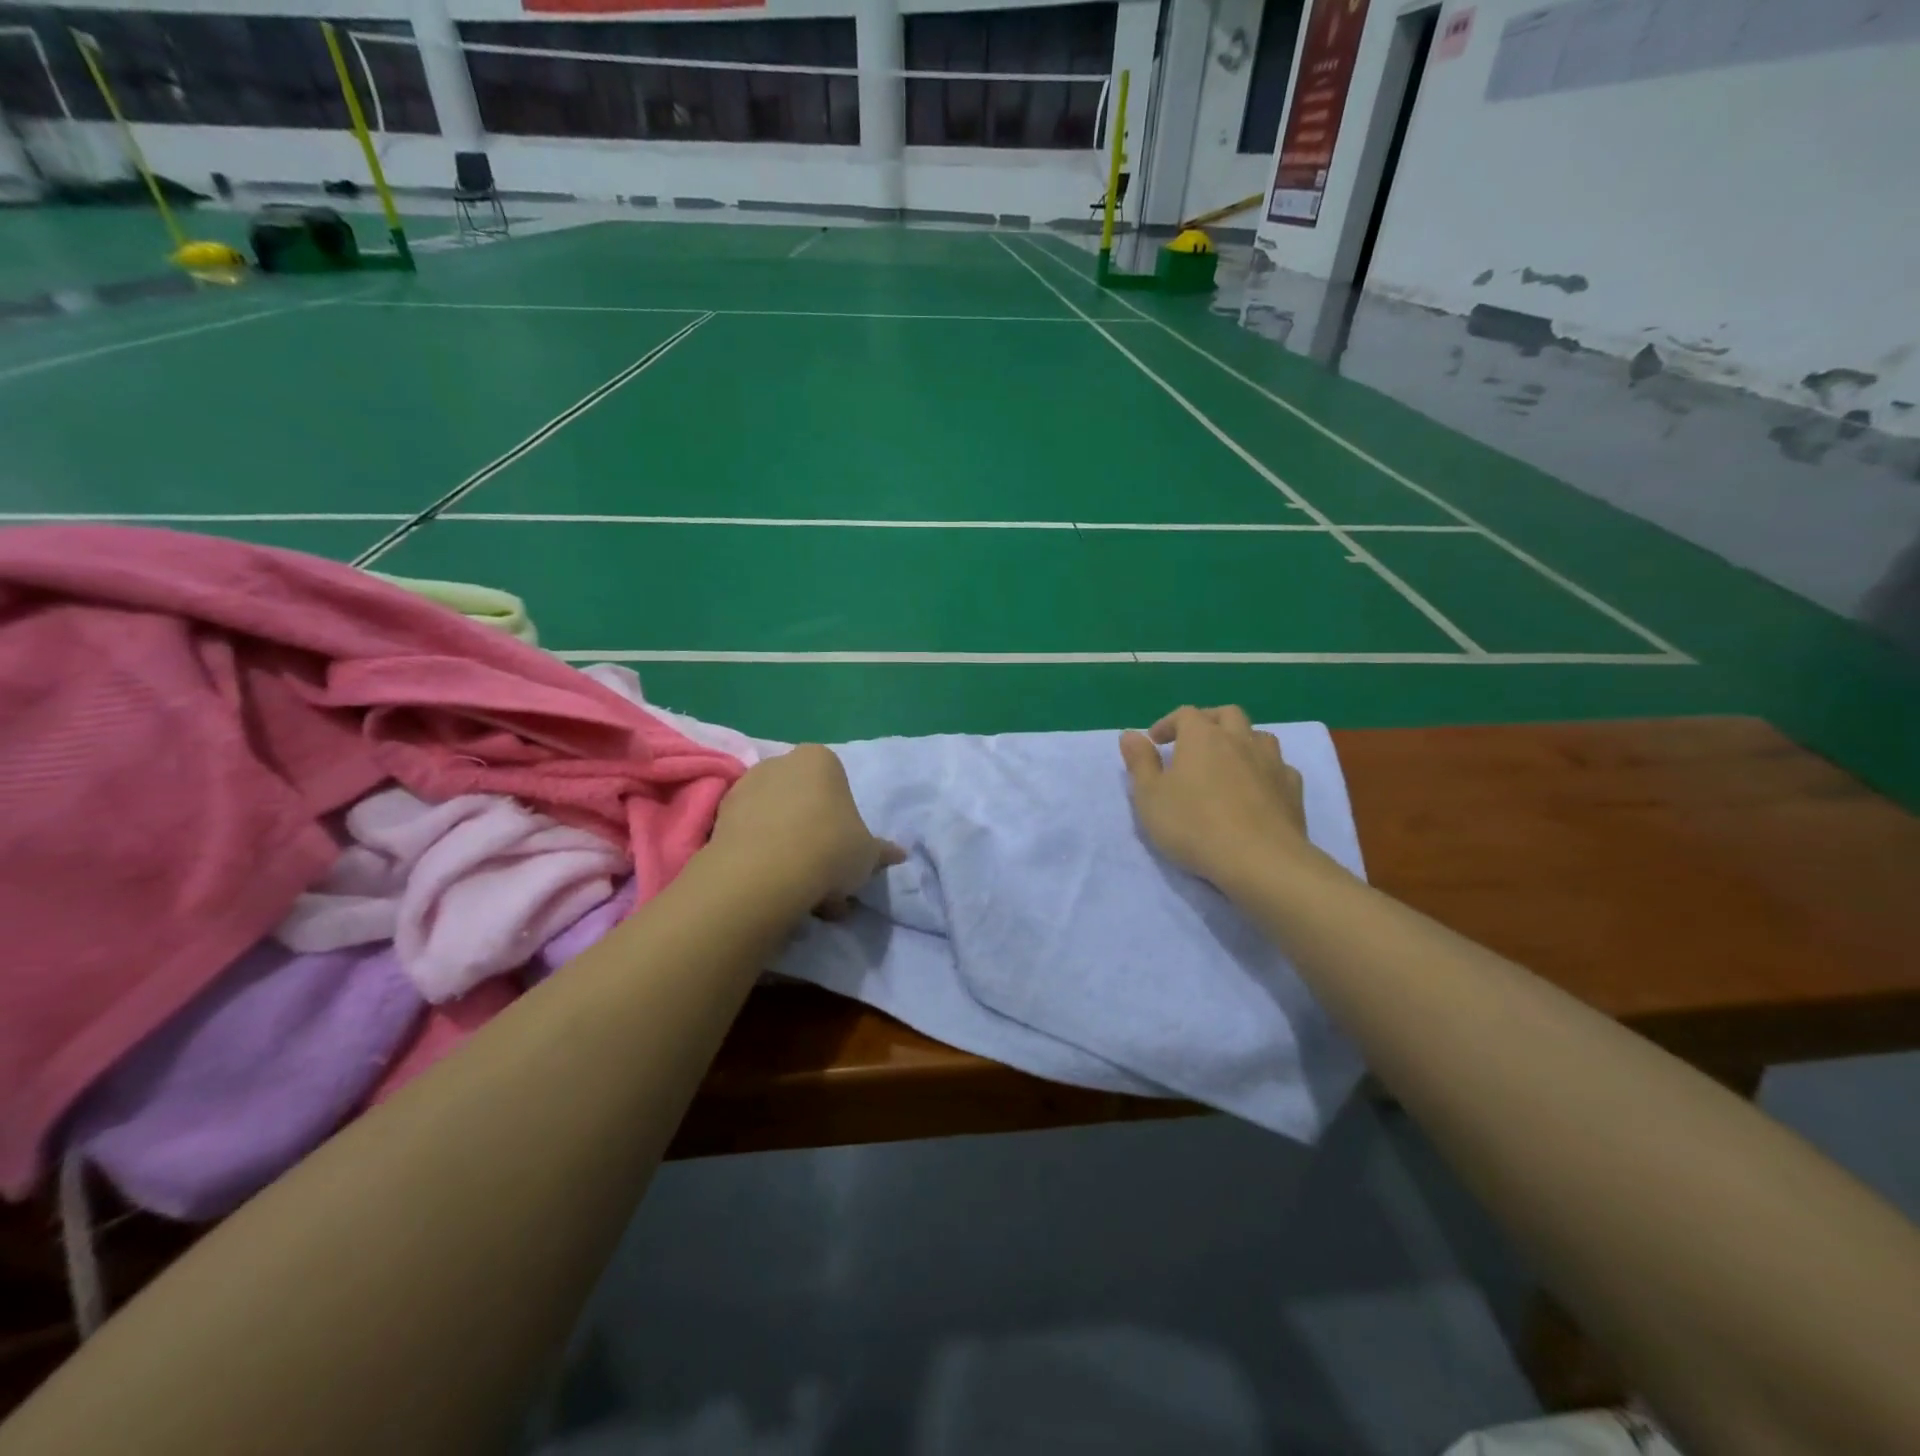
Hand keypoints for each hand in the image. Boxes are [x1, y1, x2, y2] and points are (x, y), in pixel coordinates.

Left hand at [707, 744, 904, 913]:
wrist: (766, 872)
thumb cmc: (830, 848)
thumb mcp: (867, 854)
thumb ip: (881, 851)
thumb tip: (898, 854)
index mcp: (820, 759)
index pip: (837, 784)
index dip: (844, 822)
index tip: (846, 853)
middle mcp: (779, 763)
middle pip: (803, 803)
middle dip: (815, 840)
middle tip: (826, 880)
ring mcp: (744, 788)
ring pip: (776, 824)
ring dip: (790, 855)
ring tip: (802, 897)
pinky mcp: (717, 818)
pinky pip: (750, 839)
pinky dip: (763, 861)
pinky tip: (776, 894)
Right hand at [1120, 705, 1311, 887]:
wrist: (1260, 860)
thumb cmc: (1194, 826)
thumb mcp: (1150, 797)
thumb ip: (1140, 763)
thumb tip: (1129, 734)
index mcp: (1202, 737)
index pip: (1185, 714)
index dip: (1168, 723)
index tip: (1156, 741)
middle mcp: (1239, 739)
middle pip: (1226, 714)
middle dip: (1208, 722)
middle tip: (1193, 743)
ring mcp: (1271, 761)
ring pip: (1258, 736)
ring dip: (1240, 740)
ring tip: (1227, 762)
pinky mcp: (1292, 788)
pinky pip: (1278, 766)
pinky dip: (1264, 769)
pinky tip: (1257, 788)